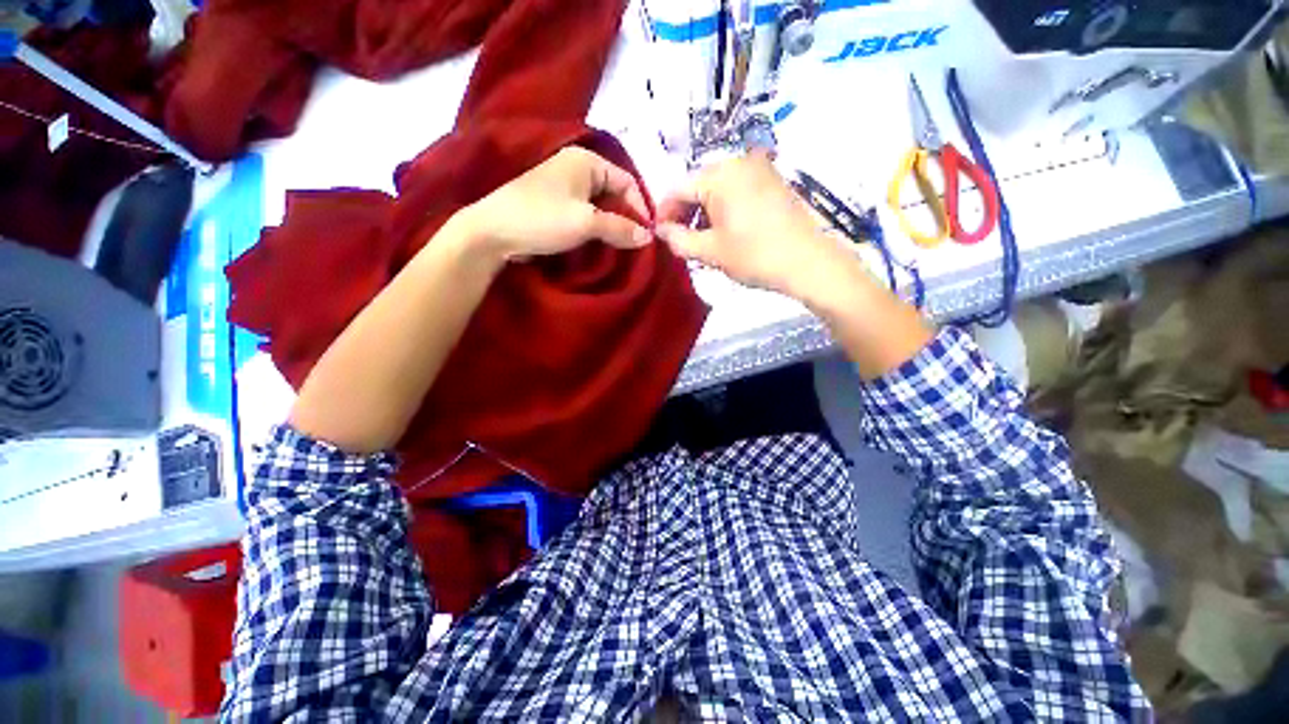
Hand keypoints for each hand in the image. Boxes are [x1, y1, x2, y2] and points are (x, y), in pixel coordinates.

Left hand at [451, 147, 653, 268]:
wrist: (493, 232)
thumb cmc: (543, 219)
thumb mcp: (587, 223)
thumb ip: (620, 228)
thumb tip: (648, 237)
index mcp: (586, 161)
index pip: (627, 182)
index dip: (640, 209)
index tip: (647, 236)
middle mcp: (577, 167)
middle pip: (614, 193)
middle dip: (626, 218)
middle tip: (635, 244)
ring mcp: (564, 186)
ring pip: (600, 205)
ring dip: (611, 225)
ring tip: (620, 247)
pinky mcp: (555, 204)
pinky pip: (585, 213)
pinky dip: (596, 228)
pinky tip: (600, 244)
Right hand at [655, 151, 853, 300]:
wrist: (809, 261)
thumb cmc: (754, 255)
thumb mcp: (710, 251)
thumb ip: (678, 239)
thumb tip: (660, 230)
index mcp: (720, 175)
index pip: (678, 189)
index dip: (664, 213)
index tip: (659, 235)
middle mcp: (739, 162)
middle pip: (698, 185)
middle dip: (685, 213)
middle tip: (680, 240)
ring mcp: (760, 169)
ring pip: (718, 188)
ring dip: (704, 212)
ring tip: (702, 239)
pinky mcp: (773, 181)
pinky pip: (738, 190)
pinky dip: (724, 208)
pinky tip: (725, 230)